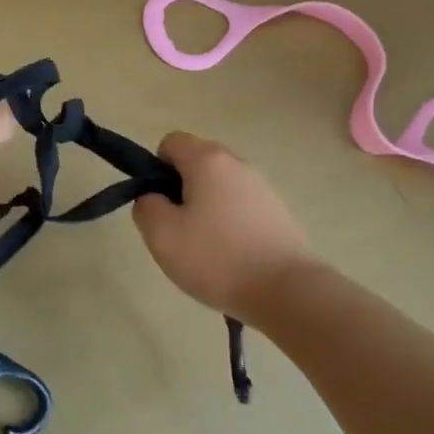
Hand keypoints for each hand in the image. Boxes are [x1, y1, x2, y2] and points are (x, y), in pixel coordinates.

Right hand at [133, 132, 316, 320]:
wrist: (287, 291)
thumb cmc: (217, 258)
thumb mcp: (161, 235)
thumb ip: (146, 206)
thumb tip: (154, 197)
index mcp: (207, 160)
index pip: (171, 142)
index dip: (157, 169)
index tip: (161, 205)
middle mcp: (237, 164)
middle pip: (197, 163)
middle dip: (181, 190)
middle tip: (178, 229)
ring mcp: (262, 187)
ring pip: (220, 187)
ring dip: (206, 209)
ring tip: (206, 249)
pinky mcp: (279, 212)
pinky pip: (241, 207)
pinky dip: (230, 224)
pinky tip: (232, 258)